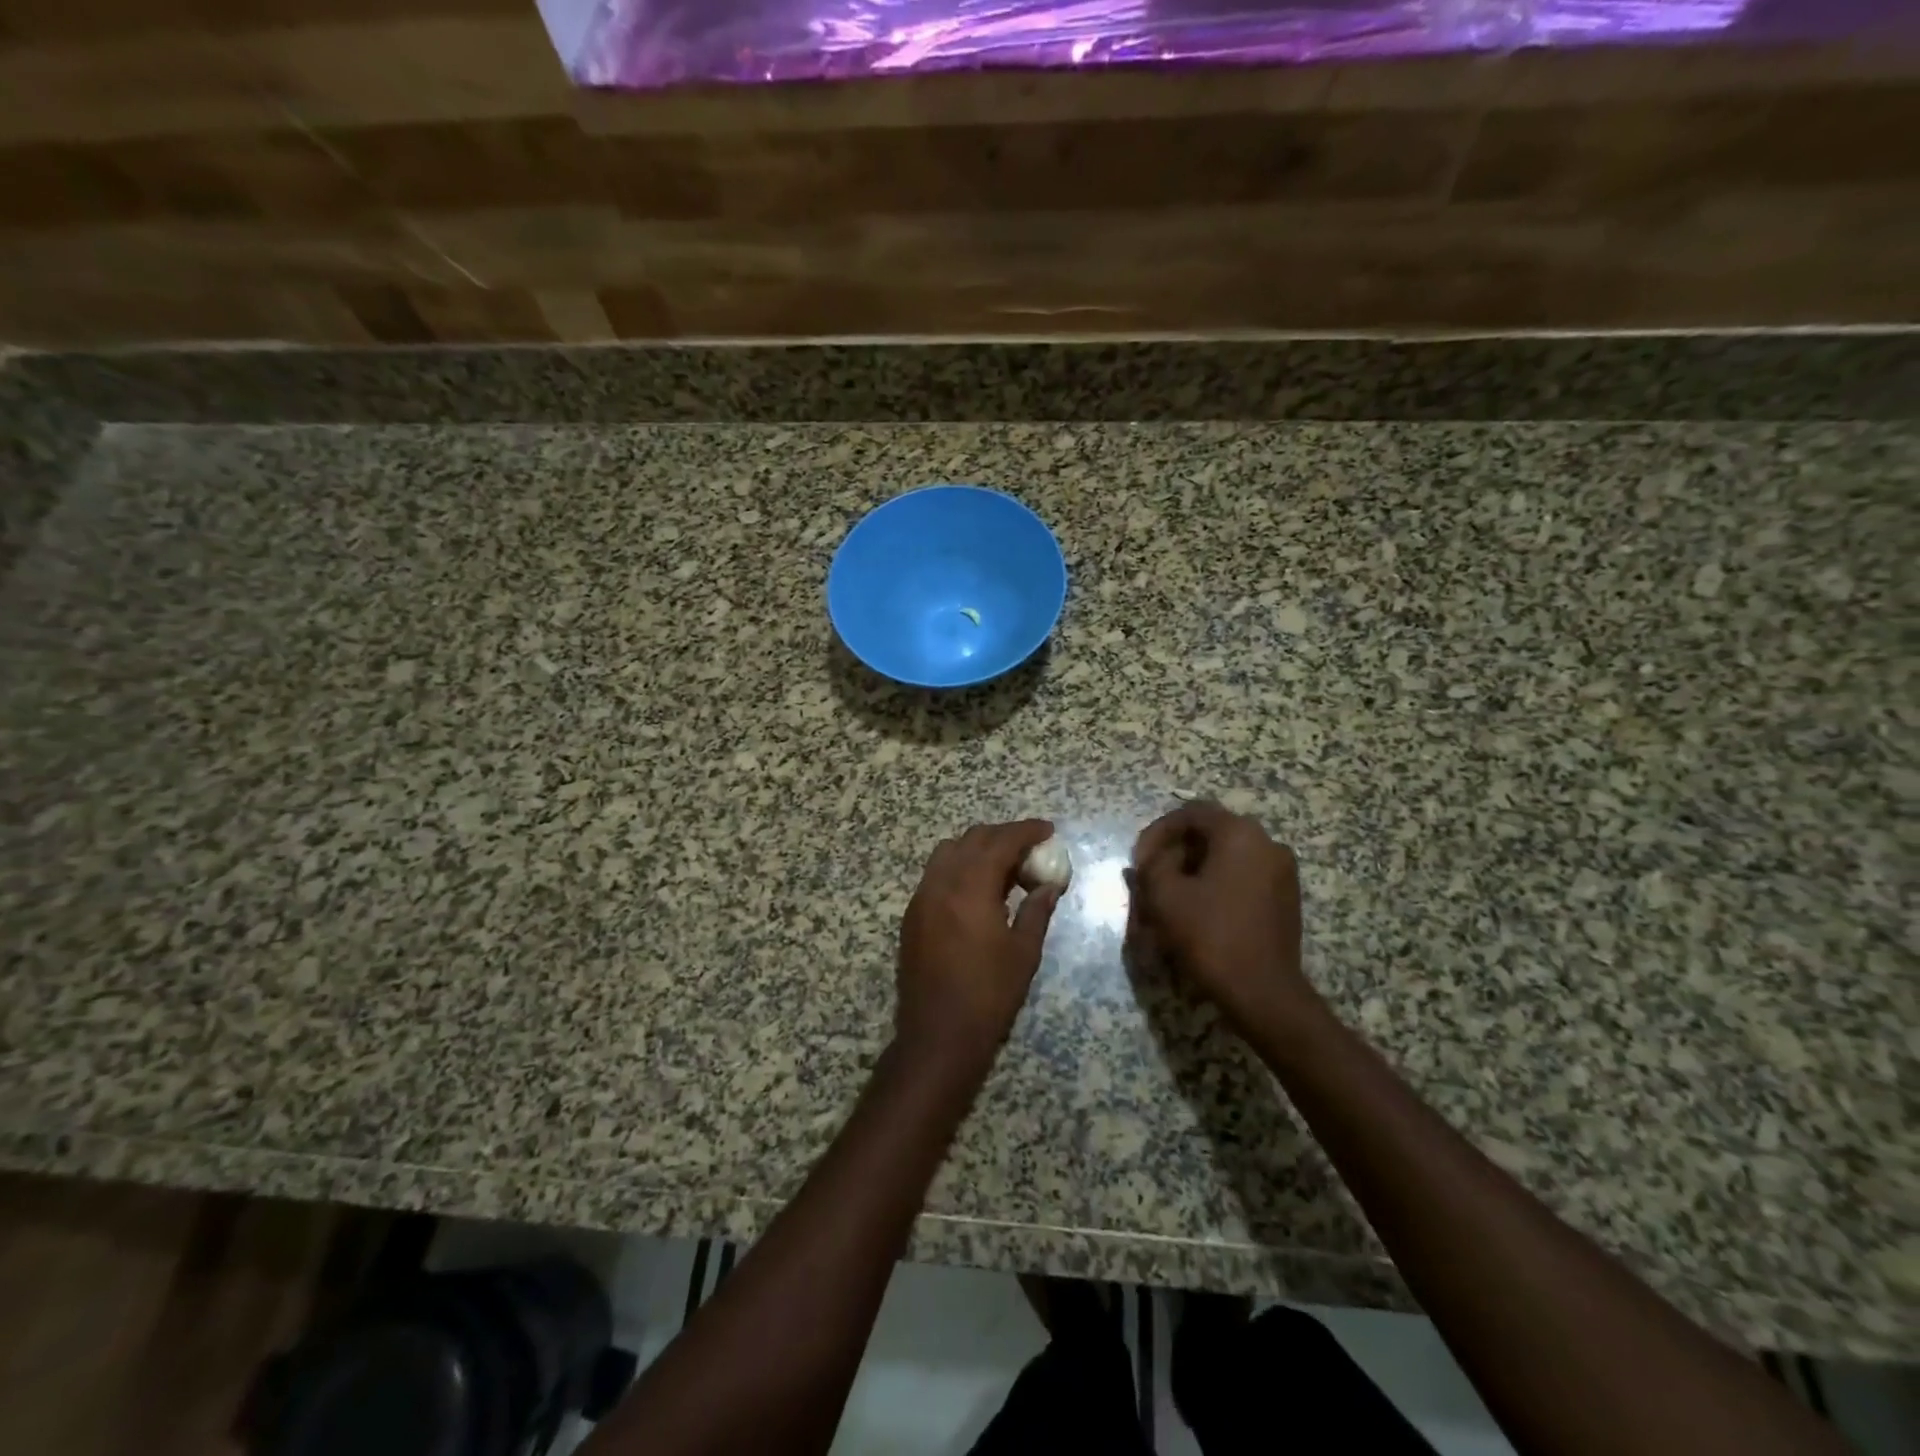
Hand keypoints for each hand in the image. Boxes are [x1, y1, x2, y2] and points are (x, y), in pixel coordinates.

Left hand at [896, 820, 1061, 1069]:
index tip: (1048, 830)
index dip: (1026, 831)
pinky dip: (959, 867)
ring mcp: (921, 897)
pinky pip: (936, 873)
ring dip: (978, 849)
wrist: (937, 1035)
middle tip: (1031, 848)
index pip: (1001, 842)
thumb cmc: (989, 995)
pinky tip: (978, 889)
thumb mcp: (1023, 952)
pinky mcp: (912, 914)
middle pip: (972, 839)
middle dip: (1003, 836)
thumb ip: (1037, 910)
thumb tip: (1050, 885)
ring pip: (949, 852)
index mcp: (970, 887)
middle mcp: (941, 882)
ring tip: (1005, 867)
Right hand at [1128, 802, 1314, 1037]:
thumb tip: (1150, 860)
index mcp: (1239, 834)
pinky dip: (1216, 885)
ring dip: (1193, 870)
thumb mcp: (1165, 896)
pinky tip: (1196, 911)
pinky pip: (1242, 876)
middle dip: (1174, 853)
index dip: (1157, 833)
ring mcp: (1282, 871)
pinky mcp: (1285, 898)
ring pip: (1226, 857)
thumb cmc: (1210, 935)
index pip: (1190, 813)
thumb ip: (1151, 866)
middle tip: (1151, 878)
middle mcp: (1267, 843)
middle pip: (1209, 834)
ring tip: (1169, 897)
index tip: (1138, 862)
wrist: (1263, 992)